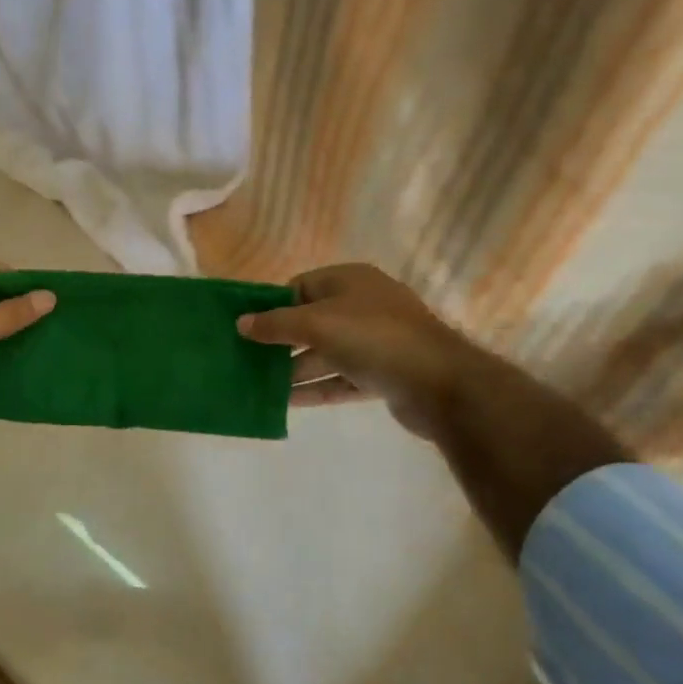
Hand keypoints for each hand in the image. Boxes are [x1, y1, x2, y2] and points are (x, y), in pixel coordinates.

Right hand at [237, 264, 474, 435]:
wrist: (441, 383)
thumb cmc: (373, 338)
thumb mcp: (316, 324)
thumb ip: (275, 324)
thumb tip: (241, 323)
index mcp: (350, 281)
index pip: (300, 287)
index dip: (272, 305)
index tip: (247, 327)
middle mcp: (363, 307)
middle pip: (311, 322)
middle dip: (280, 342)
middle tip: (247, 360)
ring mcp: (375, 342)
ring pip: (325, 354)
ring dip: (295, 369)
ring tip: (259, 385)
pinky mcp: (382, 375)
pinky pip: (341, 379)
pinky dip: (316, 389)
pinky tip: (287, 402)